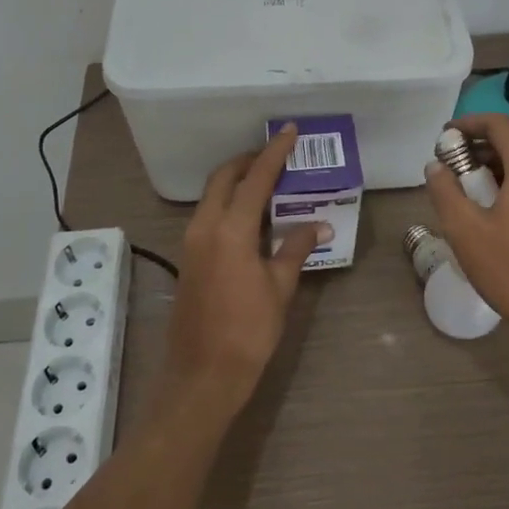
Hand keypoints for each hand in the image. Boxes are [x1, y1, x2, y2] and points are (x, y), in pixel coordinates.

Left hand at [163, 124, 329, 406]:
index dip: (274, 153)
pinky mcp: (189, 257)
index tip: (289, 131)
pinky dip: (228, 202)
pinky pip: (208, 214)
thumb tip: (319, 226)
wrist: (202, 377)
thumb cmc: (247, 333)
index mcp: (230, 230)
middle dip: (249, 161)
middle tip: (277, 156)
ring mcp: (192, 242)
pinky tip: (252, 216)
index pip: (255, 179)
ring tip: (269, 182)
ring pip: (212, 195)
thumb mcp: (279, 289)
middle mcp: (205, 227)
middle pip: (224, 178)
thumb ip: (296, 249)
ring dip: (237, 181)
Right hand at [424, 114, 508, 360]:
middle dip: (481, 151)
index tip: (445, 136)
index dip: (468, 124)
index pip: (498, 125)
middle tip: (453, 170)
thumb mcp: (465, 231)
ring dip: (501, 171)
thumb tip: (436, 166)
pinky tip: (502, 212)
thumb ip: (445, 191)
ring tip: (473, 194)